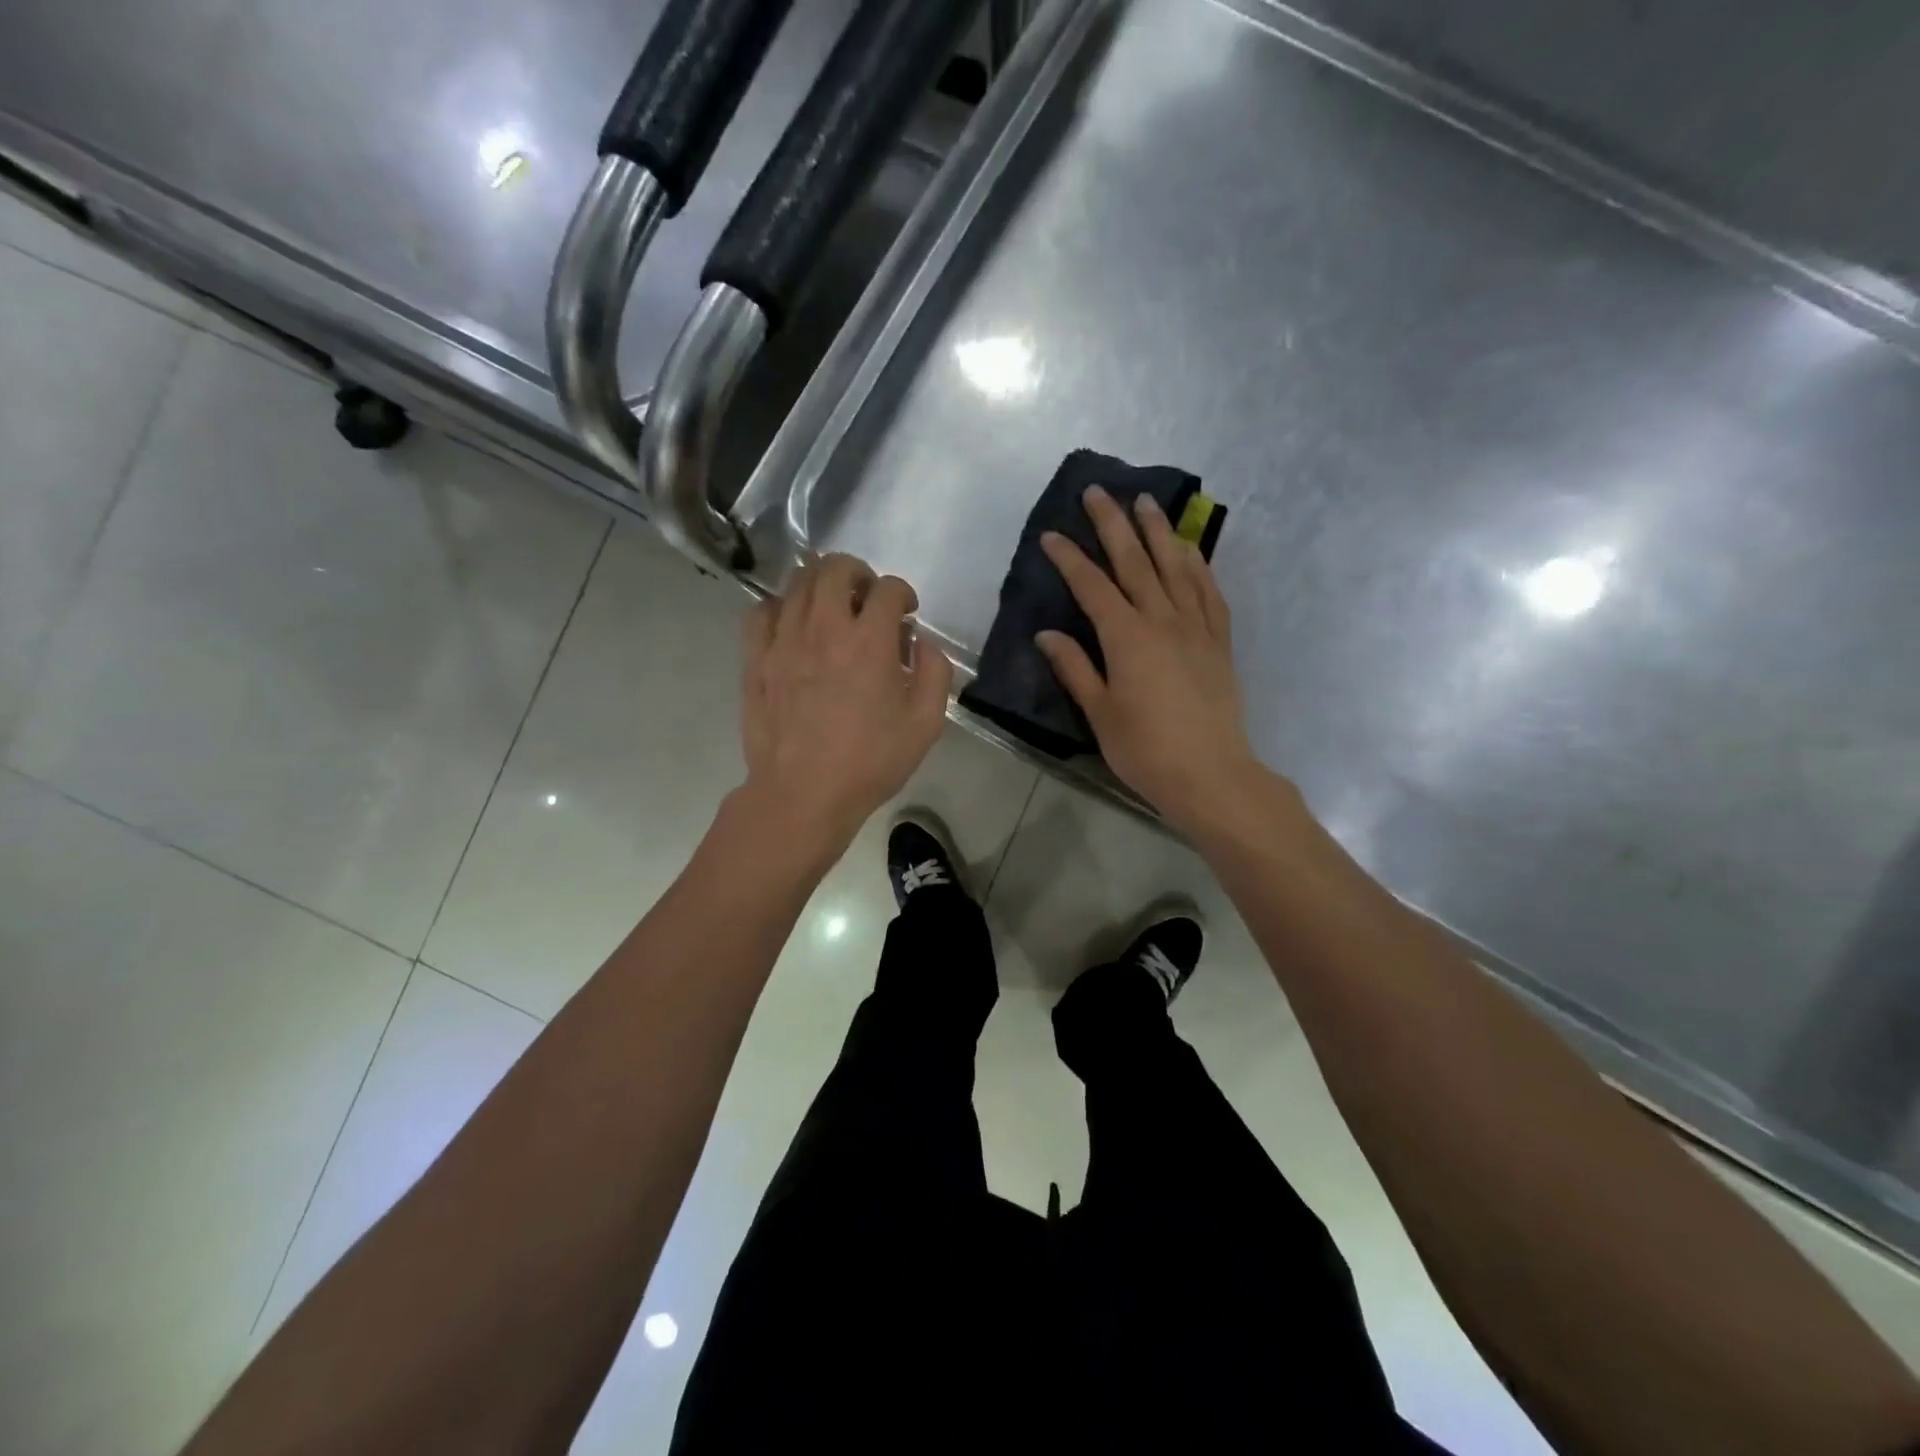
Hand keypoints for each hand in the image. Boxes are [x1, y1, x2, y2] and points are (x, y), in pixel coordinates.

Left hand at [738, 553, 952, 855]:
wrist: (802, 794)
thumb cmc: (869, 763)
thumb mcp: (925, 725)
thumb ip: (934, 673)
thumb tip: (922, 642)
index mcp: (870, 642)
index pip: (888, 589)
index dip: (903, 593)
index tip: (907, 613)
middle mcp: (824, 628)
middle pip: (835, 568)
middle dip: (859, 573)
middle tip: (867, 598)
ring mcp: (784, 640)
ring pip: (797, 582)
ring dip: (821, 585)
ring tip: (831, 608)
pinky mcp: (756, 658)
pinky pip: (762, 611)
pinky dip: (781, 607)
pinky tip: (792, 626)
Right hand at [1037, 487, 1260, 836]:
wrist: (1211, 775)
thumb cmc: (1146, 750)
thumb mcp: (1100, 713)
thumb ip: (1074, 668)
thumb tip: (1046, 634)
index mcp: (1127, 638)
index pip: (1092, 587)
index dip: (1070, 559)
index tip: (1051, 535)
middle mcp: (1163, 620)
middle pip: (1135, 562)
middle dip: (1114, 525)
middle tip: (1099, 491)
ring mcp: (1197, 628)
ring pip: (1176, 567)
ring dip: (1159, 532)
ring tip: (1147, 502)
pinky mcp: (1220, 642)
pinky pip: (1210, 592)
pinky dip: (1198, 566)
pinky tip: (1190, 550)